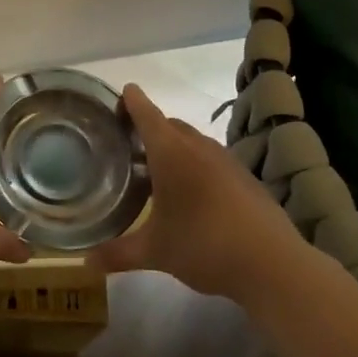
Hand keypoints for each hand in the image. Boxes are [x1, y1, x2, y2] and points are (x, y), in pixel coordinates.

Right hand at [89, 84, 311, 303]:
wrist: (273, 263)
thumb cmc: (204, 245)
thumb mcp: (155, 252)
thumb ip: (118, 253)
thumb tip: (85, 263)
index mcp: (171, 153)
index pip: (146, 114)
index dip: (132, 101)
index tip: (121, 93)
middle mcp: (198, 148)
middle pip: (170, 125)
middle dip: (149, 127)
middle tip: (128, 142)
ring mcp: (226, 161)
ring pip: (193, 142)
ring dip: (174, 147)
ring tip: (156, 168)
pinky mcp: (245, 178)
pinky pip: (212, 160)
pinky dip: (196, 165)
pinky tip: (192, 193)